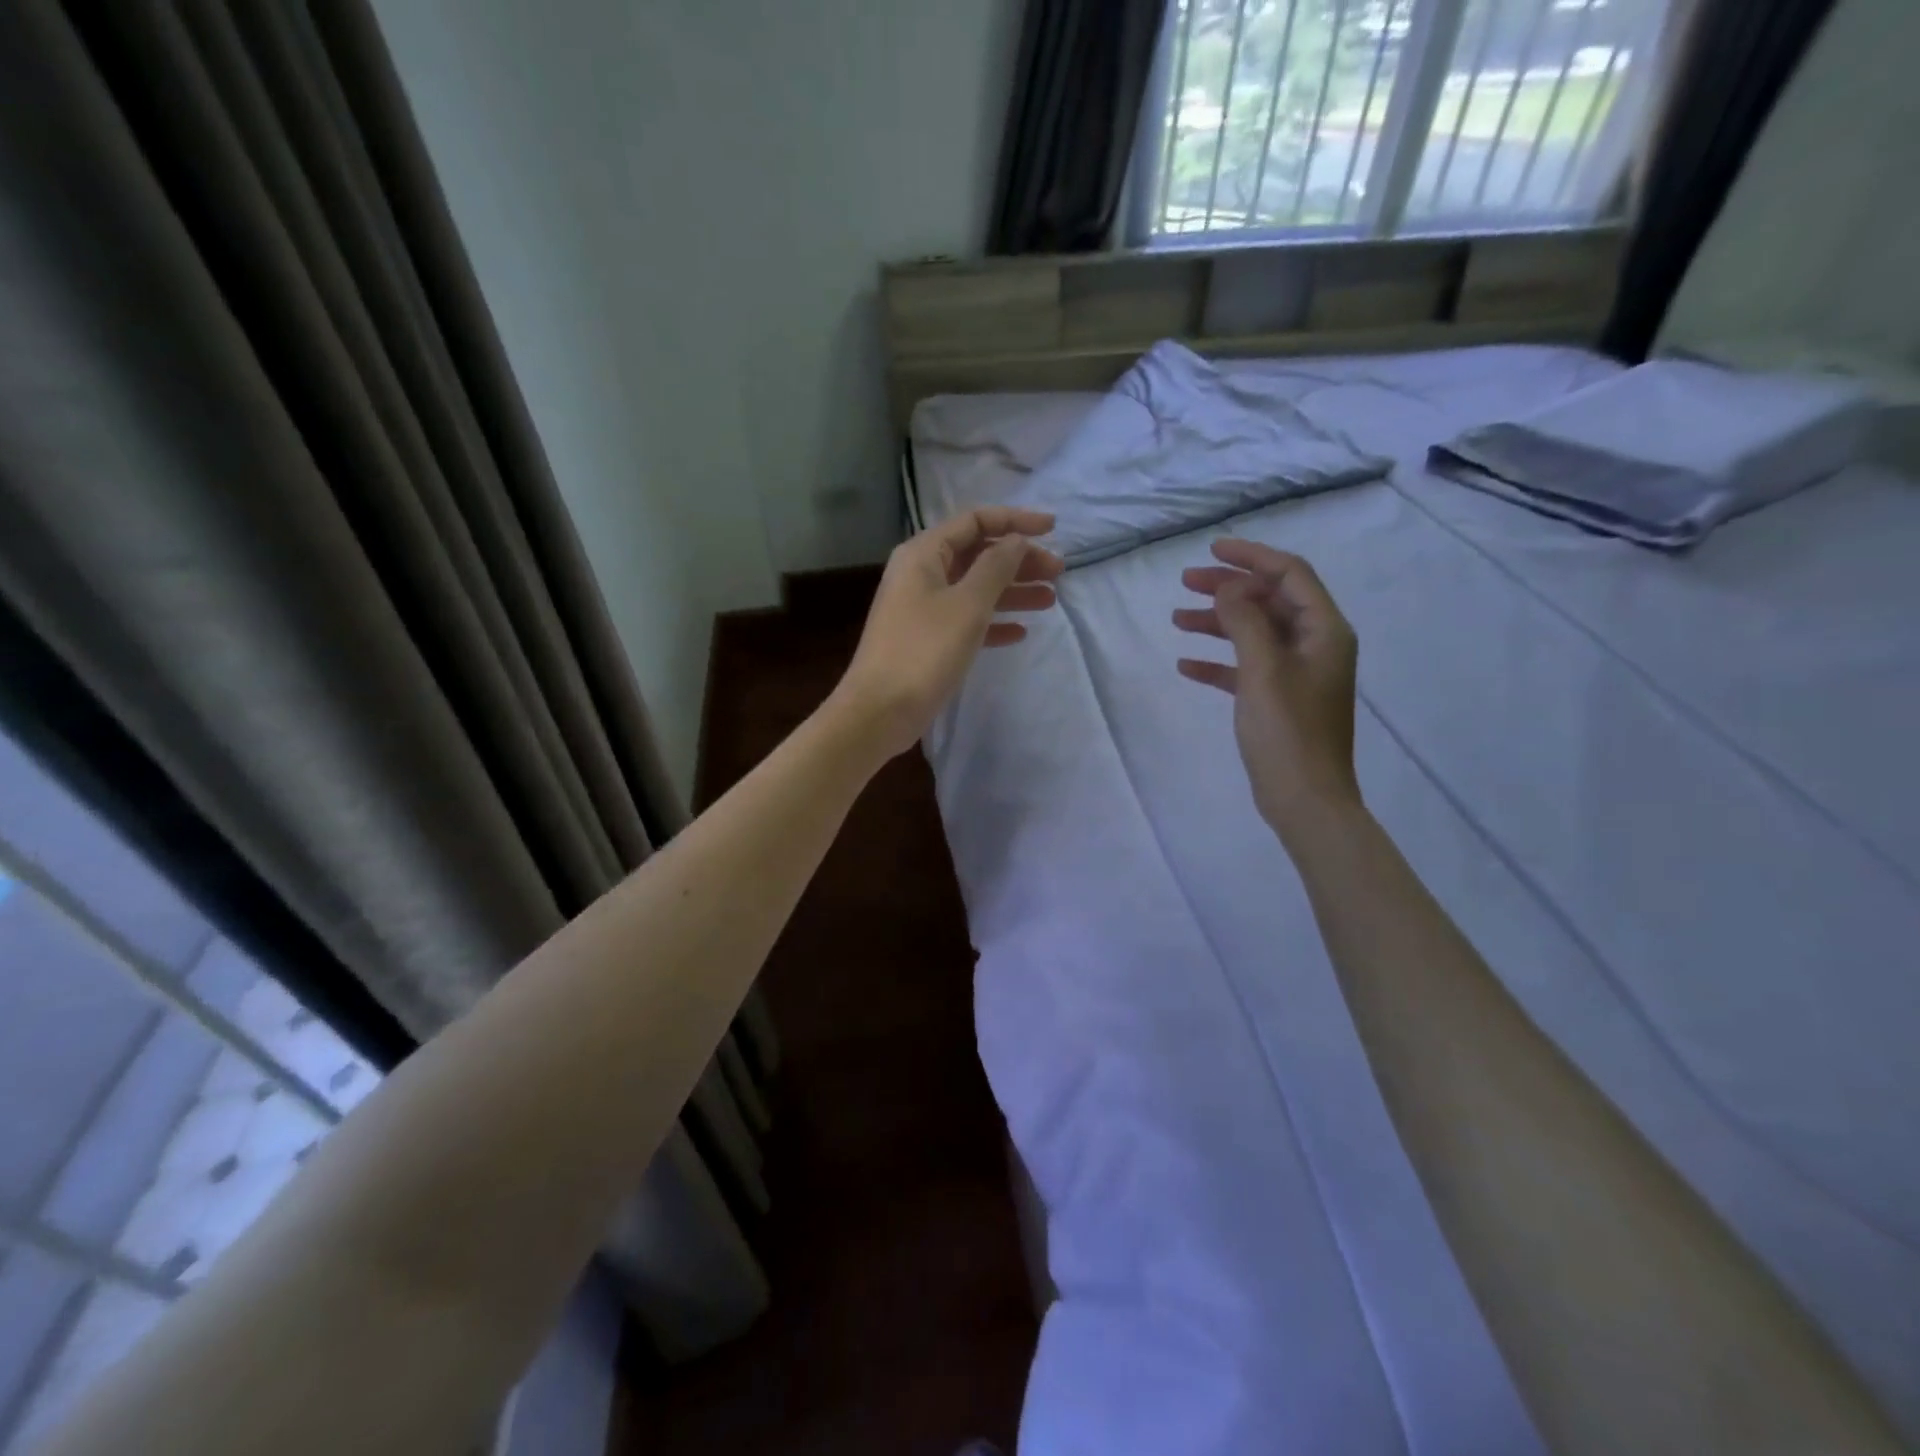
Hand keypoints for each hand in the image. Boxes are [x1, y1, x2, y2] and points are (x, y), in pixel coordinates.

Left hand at [831, 507, 1062, 759]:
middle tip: (1058, 572)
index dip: (1015, 521)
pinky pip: (966, 620)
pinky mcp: (927, 640)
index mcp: (924, 554)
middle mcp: (921, 574)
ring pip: (975, 589)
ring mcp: (922, 608)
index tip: (1053, 529)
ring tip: (1050, 600)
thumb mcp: (968, 604)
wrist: (880, 710)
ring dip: (1012, 591)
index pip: (974, 521)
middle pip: (977, 555)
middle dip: (1019, 560)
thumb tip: (1017, 541)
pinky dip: (993, 622)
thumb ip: (996, 567)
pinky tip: (1021, 632)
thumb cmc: (924, 650)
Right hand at [1173, 538, 1361, 842]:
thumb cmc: (1288, 731)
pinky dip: (1218, 662)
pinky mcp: (1279, 700)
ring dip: (1218, 622)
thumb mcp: (1263, 670)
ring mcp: (1298, 674)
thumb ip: (1246, 621)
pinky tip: (1186, 665)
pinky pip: (1246, 668)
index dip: (1252, 557)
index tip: (1212, 550)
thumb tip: (1231, 586)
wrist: (1305, 799)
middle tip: (1185, 583)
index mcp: (1325, 630)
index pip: (1291, 575)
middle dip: (1229, 588)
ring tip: (1177, 619)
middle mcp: (1316, 645)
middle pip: (1270, 601)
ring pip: (1255, 633)